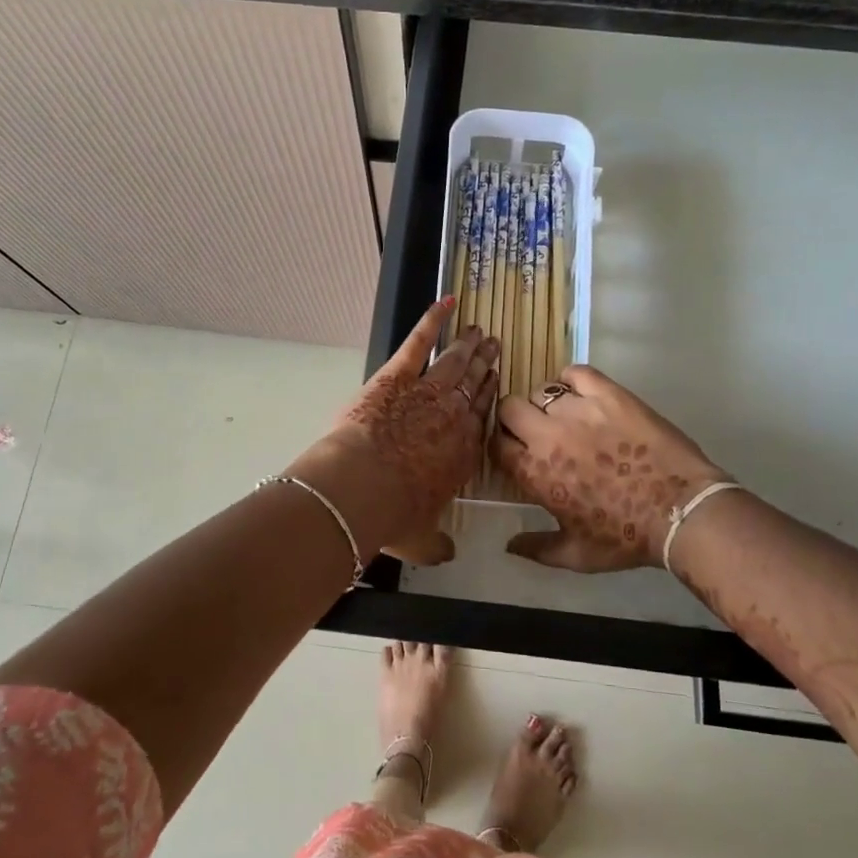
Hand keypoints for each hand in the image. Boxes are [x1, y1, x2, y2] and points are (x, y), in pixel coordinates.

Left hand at [288, 297, 497, 565]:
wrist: (361, 489)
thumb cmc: (394, 517)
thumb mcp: (421, 540)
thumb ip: (436, 545)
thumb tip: (446, 554)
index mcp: (462, 453)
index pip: (482, 417)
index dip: (490, 397)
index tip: (496, 382)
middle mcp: (453, 417)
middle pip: (474, 384)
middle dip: (485, 364)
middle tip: (494, 347)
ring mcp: (427, 391)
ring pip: (455, 362)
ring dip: (468, 345)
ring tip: (479, 331)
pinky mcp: (398, 375)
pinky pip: (420, 341)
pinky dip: (433, 319)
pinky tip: (447, 302)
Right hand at [493, 365, 731, 571]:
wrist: (679, 511)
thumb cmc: (625, 537)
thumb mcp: (576, 555)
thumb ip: (537, 549)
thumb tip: (510, 546)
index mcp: (534, 472)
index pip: (497, 444)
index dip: (505, 445)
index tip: (517, 451)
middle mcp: (548, 435)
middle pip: (509, 408)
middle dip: (516, 418)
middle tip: (537, 430)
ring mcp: (578, 410)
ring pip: (542, 390)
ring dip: (548, 403)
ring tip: (567, 415)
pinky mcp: (608, 394)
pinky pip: (576, 372)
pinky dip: (572, 379)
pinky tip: (582, 393)